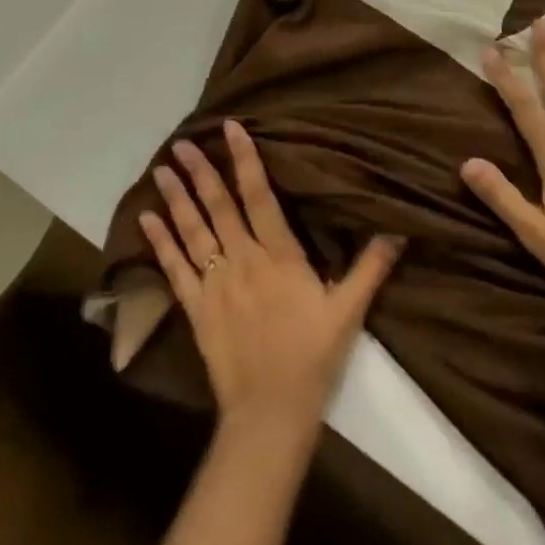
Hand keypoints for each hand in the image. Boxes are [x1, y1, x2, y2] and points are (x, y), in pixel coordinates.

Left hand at [142, 119, 401, 433]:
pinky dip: (160, 243)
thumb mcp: (349, 311)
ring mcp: (215, 283)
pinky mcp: (196, 308)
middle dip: (201, 172)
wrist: (270, 415)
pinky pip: (174, 269)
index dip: (245, 160)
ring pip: (193, 231)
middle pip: (219, 207)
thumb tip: (398, 230)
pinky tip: (146, 219)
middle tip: (182, 143)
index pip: (260, 196)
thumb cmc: (312, 358)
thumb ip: (371, 268)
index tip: (230, 129)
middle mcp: (242, 260)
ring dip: (176, 199)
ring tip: (162, 169)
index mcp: (279, 256)